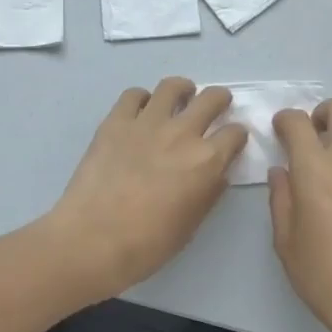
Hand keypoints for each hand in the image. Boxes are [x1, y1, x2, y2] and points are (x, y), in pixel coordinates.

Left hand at [41, 79, 247, 302]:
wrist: (93, 238)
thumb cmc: (148, 244)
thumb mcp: (191, 225)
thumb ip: (208, 194)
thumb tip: (217, 175)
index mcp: (207, 161)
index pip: (235, 134)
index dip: (237, 135)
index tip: (233, 139)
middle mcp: (182, 133)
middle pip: (211, 98)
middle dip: (219, 99)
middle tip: (217, 104)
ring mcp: (147, 122)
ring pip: (172, 87)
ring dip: (182, 89)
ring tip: (181, 96)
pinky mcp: (116, 121)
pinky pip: (133, 95)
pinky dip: (141, 99)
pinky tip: (140, 110)